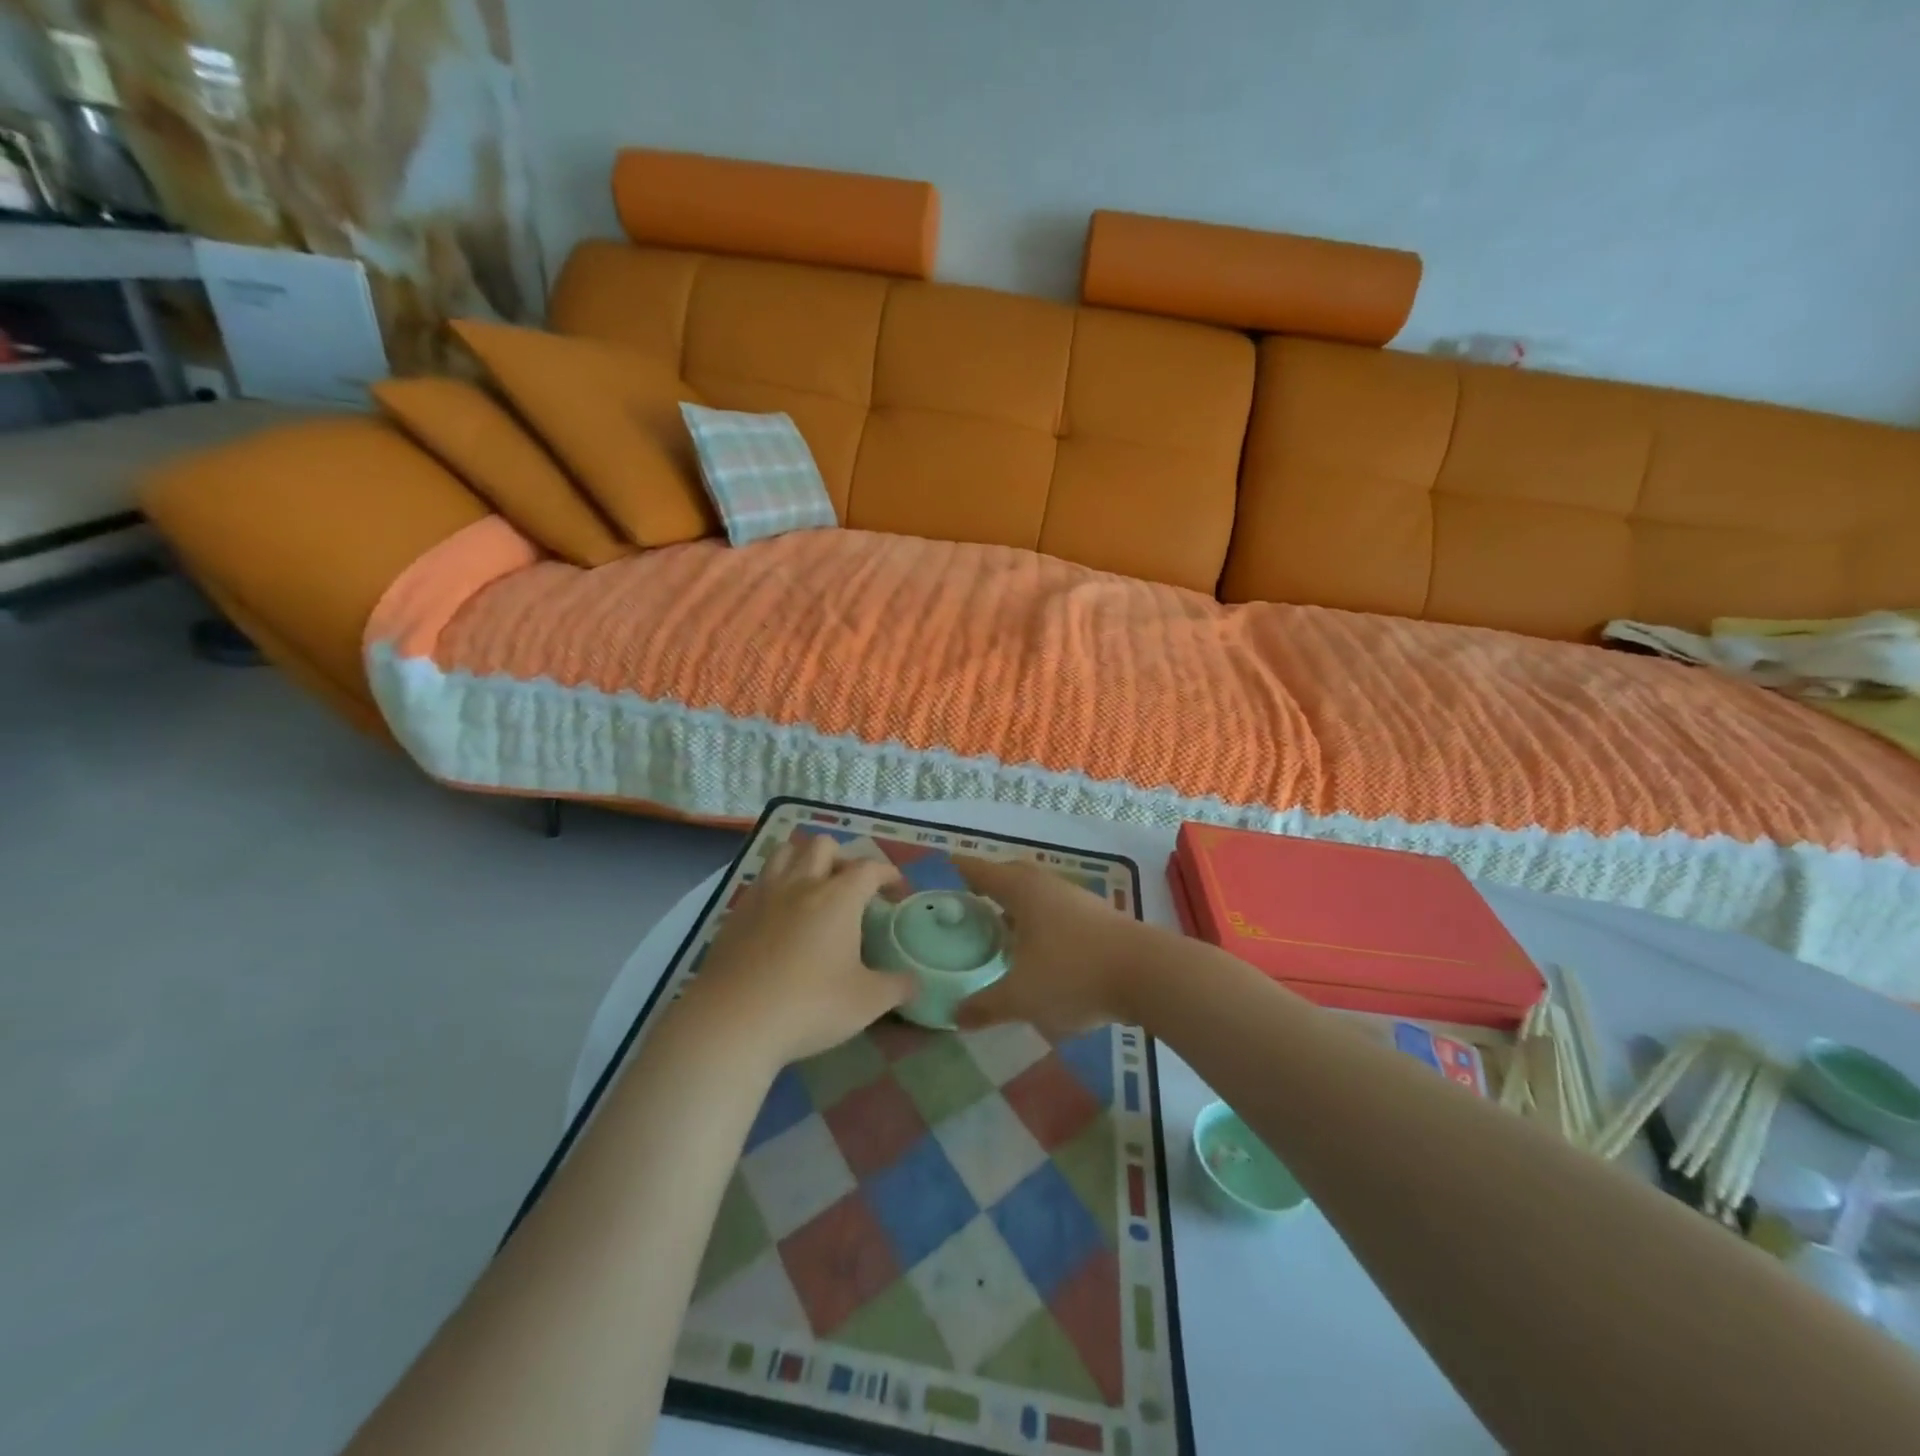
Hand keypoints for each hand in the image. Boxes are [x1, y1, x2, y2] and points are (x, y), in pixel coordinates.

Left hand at [683, 835, 913, 1065]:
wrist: (733, 1021)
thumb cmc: (809, 1006)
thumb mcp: (866, 1002)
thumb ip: (897, 987)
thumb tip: (916, 982)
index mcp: (838, 897)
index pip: (869, 868)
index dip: (887, 872)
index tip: (895, 888)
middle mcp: (801, 884)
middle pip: (823, 846)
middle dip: (842, 858)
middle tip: (851, 887)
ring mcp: (764, 895)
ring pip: (785, 852)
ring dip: (804, 859)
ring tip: (813, 885)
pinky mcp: (736, 913)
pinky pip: (760, 880)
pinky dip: (776, 884)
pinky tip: (779, 913)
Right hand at [952, 856, 1156, 1036]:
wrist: (1148, 974)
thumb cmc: (1073, 974)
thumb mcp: (1021, 997)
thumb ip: (986, 1005)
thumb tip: (954, 1015)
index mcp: (1023, 891)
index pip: (983, 871)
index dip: (963, 869)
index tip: (947, 868)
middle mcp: (1049, 885)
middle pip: (1013, 874)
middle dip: (992, 882)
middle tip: (972, 898)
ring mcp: (1078, 899)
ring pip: (1039, 891)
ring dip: (1019, 901)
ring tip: (1003, 923)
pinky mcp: (1101, 916)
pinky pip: (1058, 908)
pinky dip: (1041, 918)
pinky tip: (1041, 945)